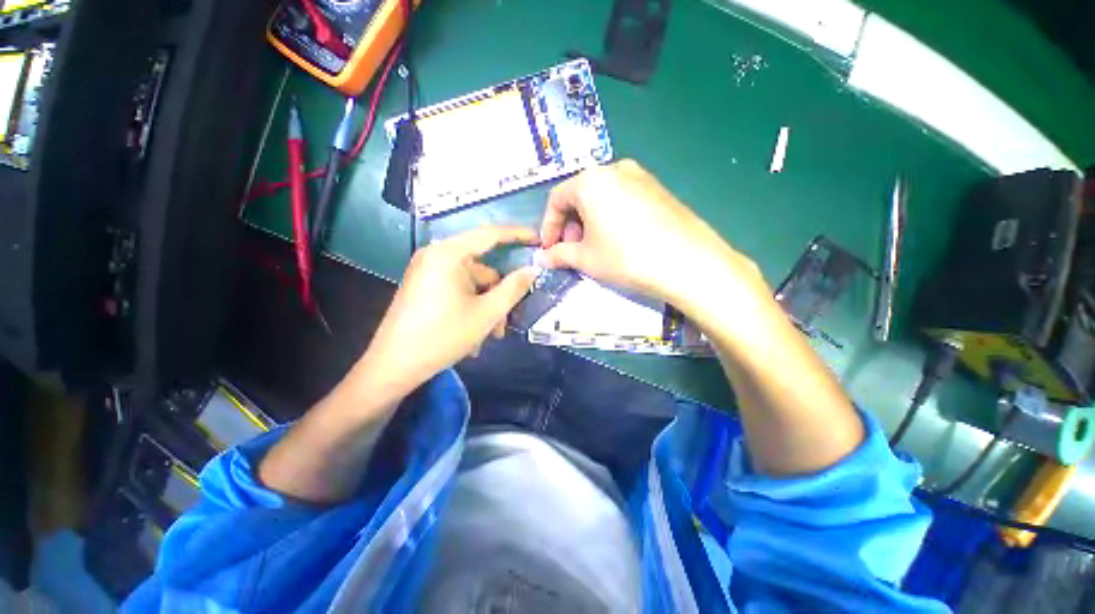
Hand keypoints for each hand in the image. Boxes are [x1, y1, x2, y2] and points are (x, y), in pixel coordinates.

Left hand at [354, 226, 537, 398]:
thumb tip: (532, 270)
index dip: (518, 235)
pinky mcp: (424, 286)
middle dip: (497, 296)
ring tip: (487, 337)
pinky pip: (458, 290)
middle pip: (482, 269)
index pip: (490, 234)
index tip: (538, 239)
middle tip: (505, 323)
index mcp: (448, 254)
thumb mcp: (487, 313)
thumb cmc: (443, 336)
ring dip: (485, 308)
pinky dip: (470, 308)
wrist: (393, 366)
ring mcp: (428, 271)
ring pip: (472, 284)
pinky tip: (471, 334)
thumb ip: (514, 288)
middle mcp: (436, 256)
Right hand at [539, 160, 764, 311]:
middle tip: (572, 249)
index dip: (548, 226)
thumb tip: (542, 258)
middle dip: (570, 224)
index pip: (557, 199)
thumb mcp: (586, 258)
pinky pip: (623, 199)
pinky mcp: (658, 189)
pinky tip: (617, 240)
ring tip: (594, 247)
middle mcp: (615, 169)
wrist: (687, 262)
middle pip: (580, 195)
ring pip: (602, 197)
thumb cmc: (626, 257)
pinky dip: (610, 217)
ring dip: (589, 221)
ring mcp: (641, 177)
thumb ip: (559, 254)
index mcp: (591, 180)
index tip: (549, 248)